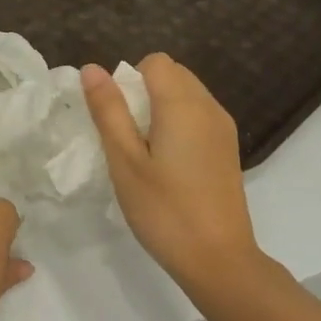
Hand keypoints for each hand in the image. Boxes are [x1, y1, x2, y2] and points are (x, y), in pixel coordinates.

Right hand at [83, 54, 262, 288]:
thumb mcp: (125, 161)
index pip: (155, 62)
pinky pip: (199, 117)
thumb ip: (109, 111)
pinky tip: (168, 165)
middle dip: (144, 92)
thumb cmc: (164, 211)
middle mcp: (209, 106)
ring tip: (145, 154)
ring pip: (187, 96)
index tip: (117, 119)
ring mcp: (223, 128)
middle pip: (173, 74)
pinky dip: (179, 125)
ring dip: (161, 109)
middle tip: (127, 138)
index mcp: (183, 104)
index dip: (129, 80)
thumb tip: (92, 68)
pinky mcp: (228, 149)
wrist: (218, 258)